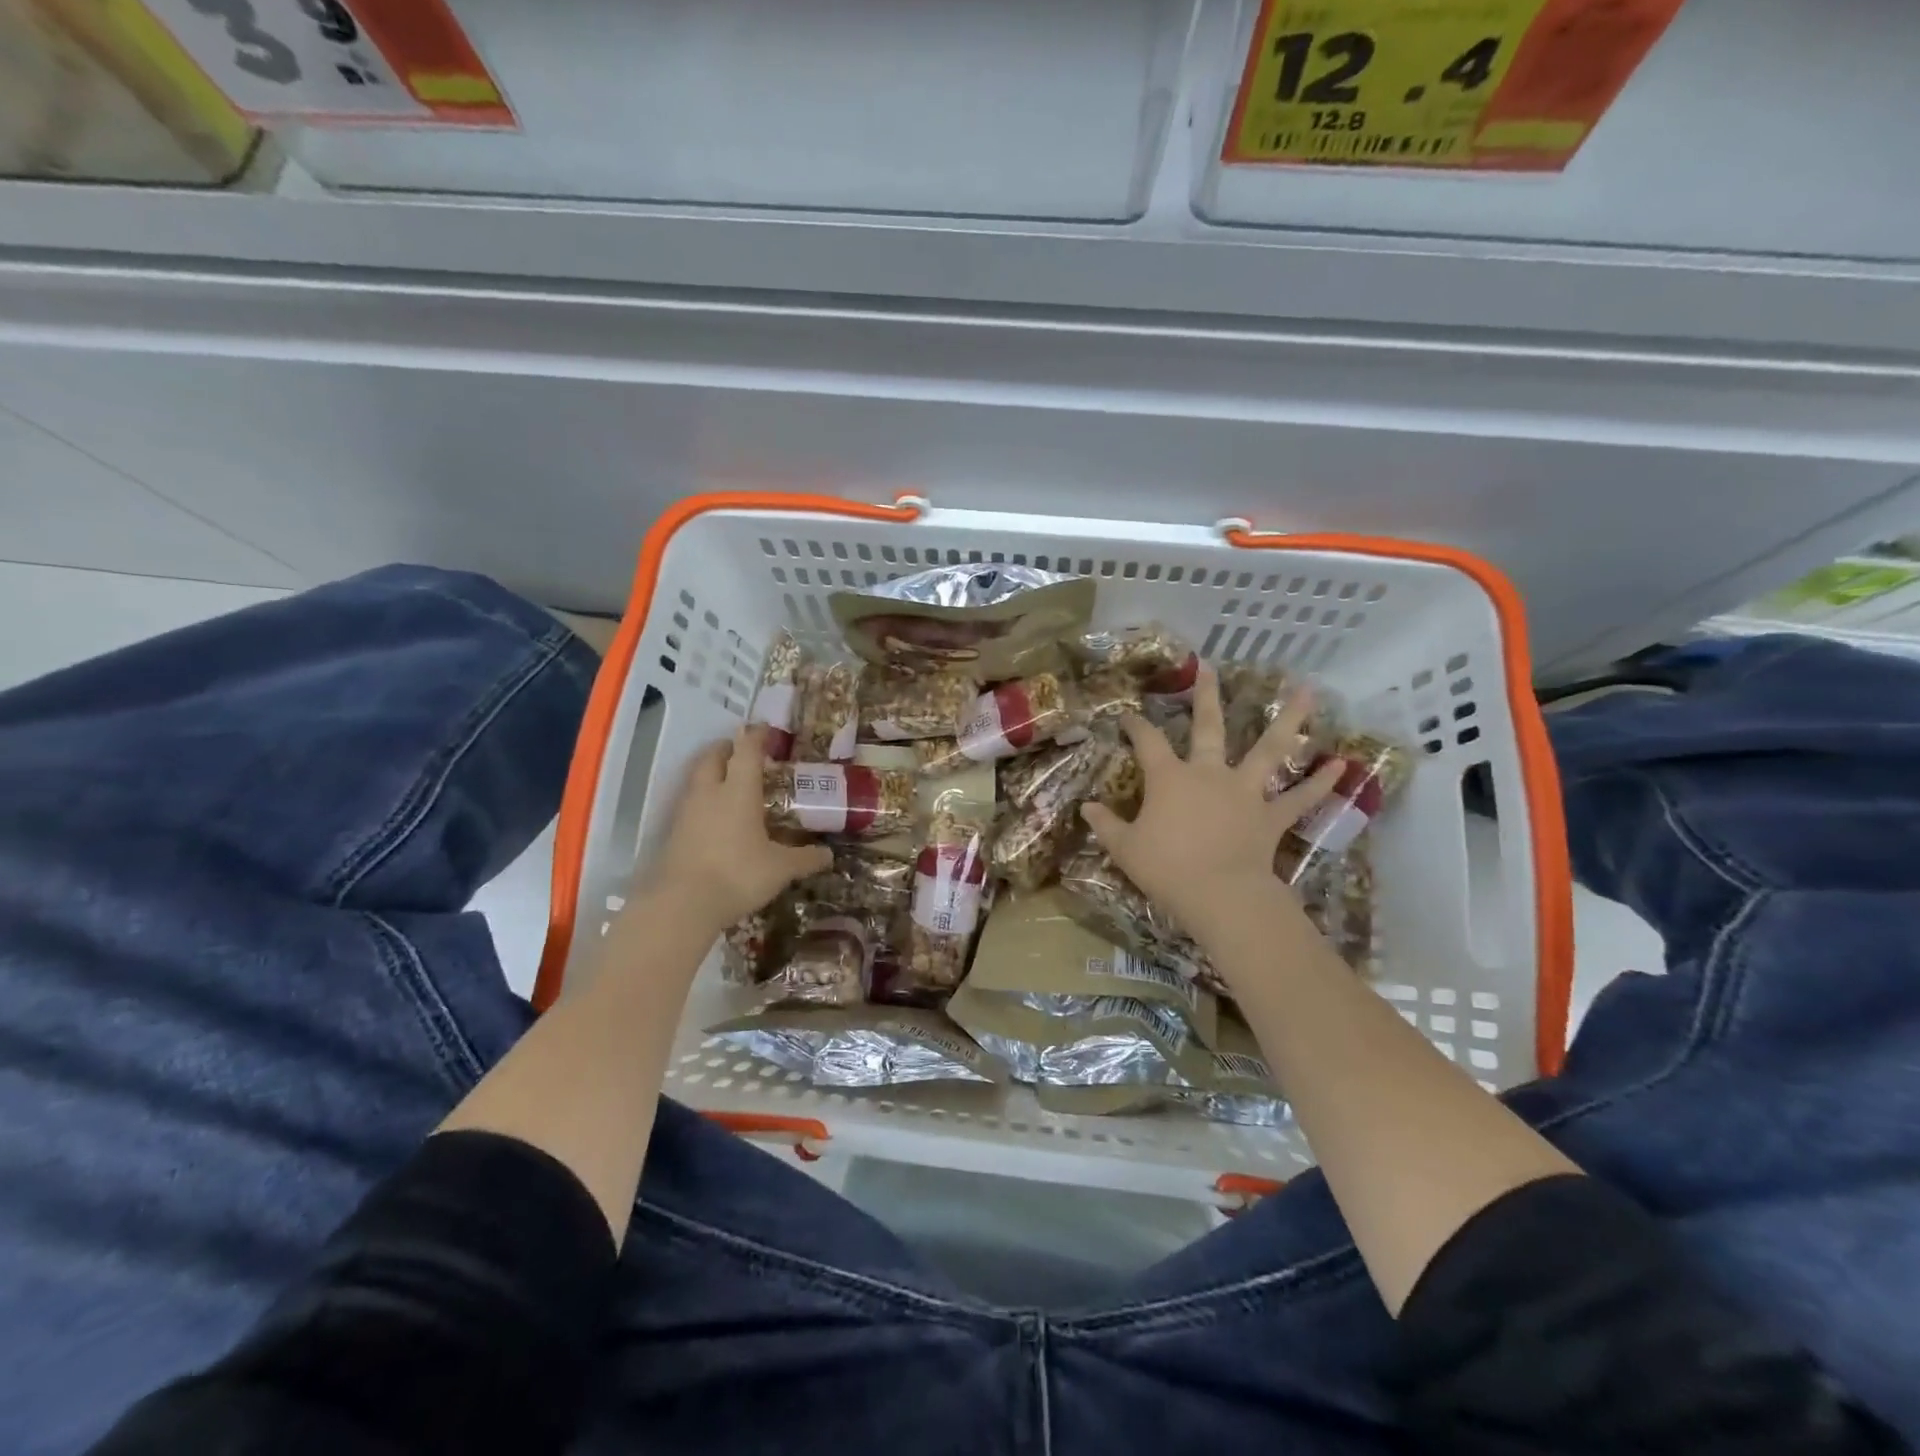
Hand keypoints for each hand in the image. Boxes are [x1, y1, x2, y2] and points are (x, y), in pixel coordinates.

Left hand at [650, 725, 831, 932]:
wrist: (681, 905)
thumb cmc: (738, 875)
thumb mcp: (780, 869)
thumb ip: (805, 858)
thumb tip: (829, 855)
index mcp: (738, 791)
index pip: (746, 750)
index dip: (756, 736)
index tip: (766, 730)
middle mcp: (709, 793)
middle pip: (712, 756)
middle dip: (727, 748)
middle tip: (743, 753)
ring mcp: (686, 812)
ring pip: (697, 778)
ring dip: (712, 772)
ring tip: (730, 782)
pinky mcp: (673, 833)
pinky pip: (690, 803)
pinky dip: (704, 799)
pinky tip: (716, 817)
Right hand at [1079, 663, 1345, 948]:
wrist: (1219, 895)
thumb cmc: (1166, 868)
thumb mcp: (1124, 848)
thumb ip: (1105, 824)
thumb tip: (1086, 807)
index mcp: (1170, 778)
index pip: (1147, 742)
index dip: (1136, 726)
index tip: (1128, 715)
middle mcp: (1209, 774)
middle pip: (1208, 727)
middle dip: (1206, 696)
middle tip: (1210, 668)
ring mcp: (1245, 792)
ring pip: (1269, 750)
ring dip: (1289, 720)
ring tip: (1308, 691)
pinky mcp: (1271, 816)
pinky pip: (1299, 798)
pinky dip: (1321, 783)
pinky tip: (1342, 764)